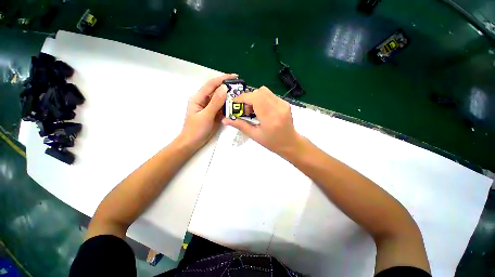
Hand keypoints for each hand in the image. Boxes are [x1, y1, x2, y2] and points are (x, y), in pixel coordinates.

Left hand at [179, 74, 237, 149]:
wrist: (193, 142)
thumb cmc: (196, 129)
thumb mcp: (206, 115)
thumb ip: (215, 102)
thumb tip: (224, 88)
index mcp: (199, 98)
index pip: (211, 84)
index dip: (223, 79)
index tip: (235, 76)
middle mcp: (205, 100)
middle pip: (217, 91)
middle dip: (228, 88)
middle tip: (241, 87)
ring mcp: (210, 107)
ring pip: (221, 99)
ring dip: (230, 97)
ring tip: (241, 96)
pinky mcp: (215, 114)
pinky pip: (223, 107)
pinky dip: (229, 106)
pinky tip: (236, 106)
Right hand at [222, 86, 301, 154]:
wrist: (290, 143)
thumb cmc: (272, 143)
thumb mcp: (254, 135)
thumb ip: (240, 125)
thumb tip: (225, 120)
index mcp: (270, 118)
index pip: (255, 98)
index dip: (243, 98)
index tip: (235, 103)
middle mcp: (278, 108)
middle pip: (259, 91)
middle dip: (248, 97)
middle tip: (245, 109)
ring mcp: (283, 104)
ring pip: (265, 91)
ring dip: (255, 97)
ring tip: (253, 110)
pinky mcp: (285, 103)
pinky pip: (270, 95)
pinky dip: (262, 99)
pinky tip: (261, 110)